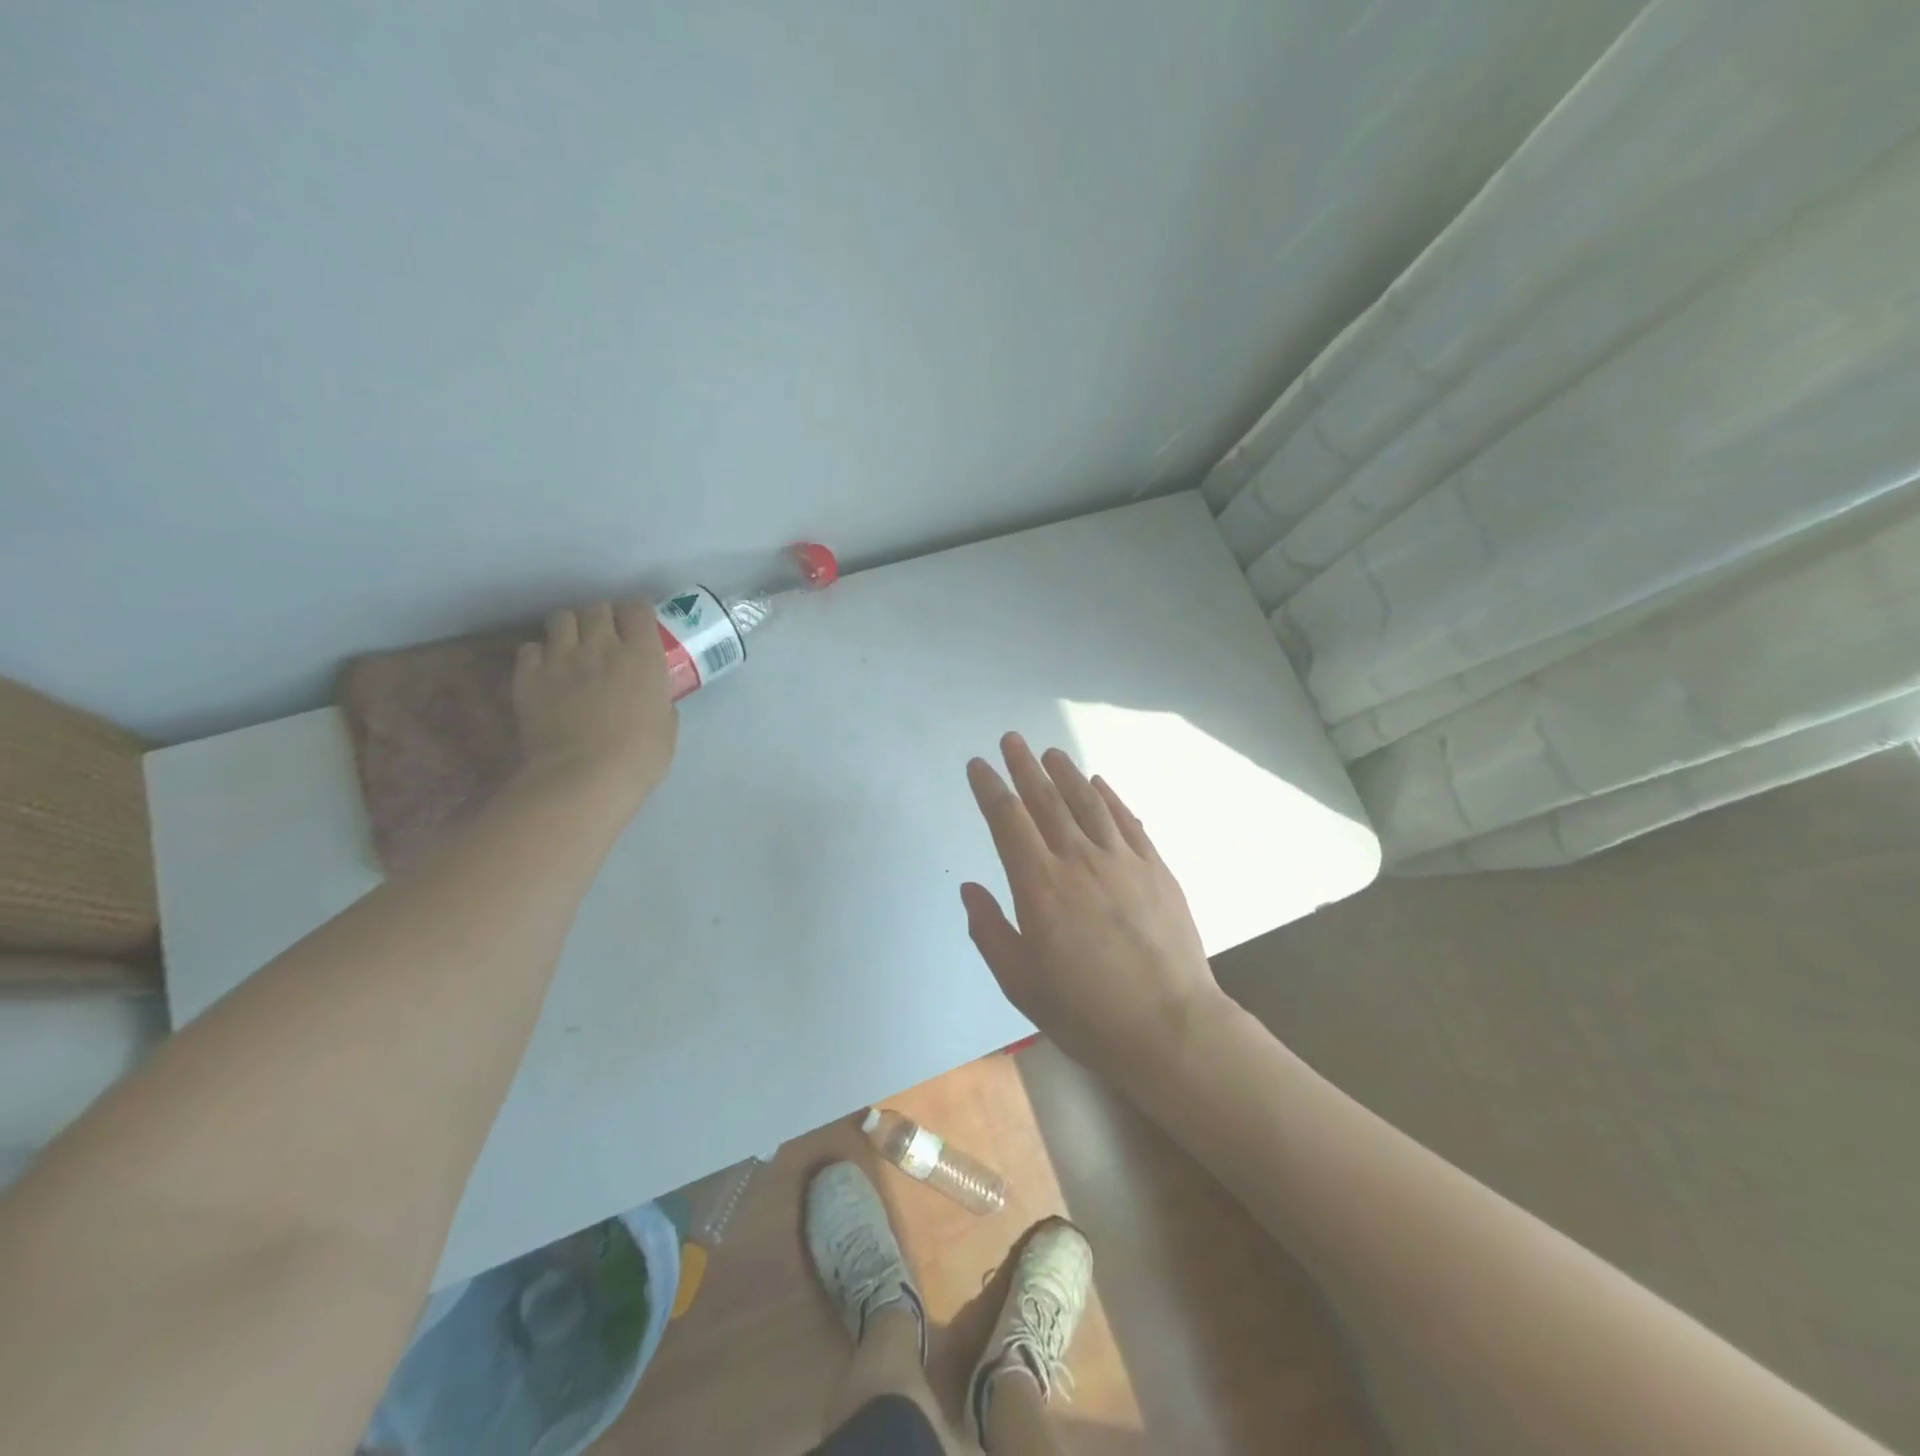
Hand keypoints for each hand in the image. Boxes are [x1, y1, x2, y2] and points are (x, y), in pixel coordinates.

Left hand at [512, 601, 677, 810]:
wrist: (583, 777)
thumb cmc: (639, 757)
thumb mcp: (667, 728)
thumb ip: (660, 702)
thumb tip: (654, 700)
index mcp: (642, 656)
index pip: (637, 608)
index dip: (637, 614)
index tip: (638, 626)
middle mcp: (601, 646)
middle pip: (596, 607)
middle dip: (602, 617)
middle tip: (605, 637)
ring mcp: (561, 658)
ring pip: (561, 618)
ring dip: (570, 629)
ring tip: (573, 648)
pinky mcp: (529, 675)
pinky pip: (531, 648)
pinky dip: (539, 654)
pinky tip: (547, 671)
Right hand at [962, 733, 1227, 1081]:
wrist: (1170, 1028)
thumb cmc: (1086, 1013)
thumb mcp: (1021, 984)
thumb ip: (990, 931)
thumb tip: (970, 889)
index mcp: (1040, 886)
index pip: (1007, 821)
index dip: (989, 789)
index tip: (978, 765)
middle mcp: (1078, 860)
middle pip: (1046, 800)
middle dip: (1024, 767)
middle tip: (1012, 739)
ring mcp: (1122, 861)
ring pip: (1087, 803)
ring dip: (1066, 773)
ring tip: (1050, 753)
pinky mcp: (1155, 869)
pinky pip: (1127, 821)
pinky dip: (1109, 798)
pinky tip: (1099, 784)